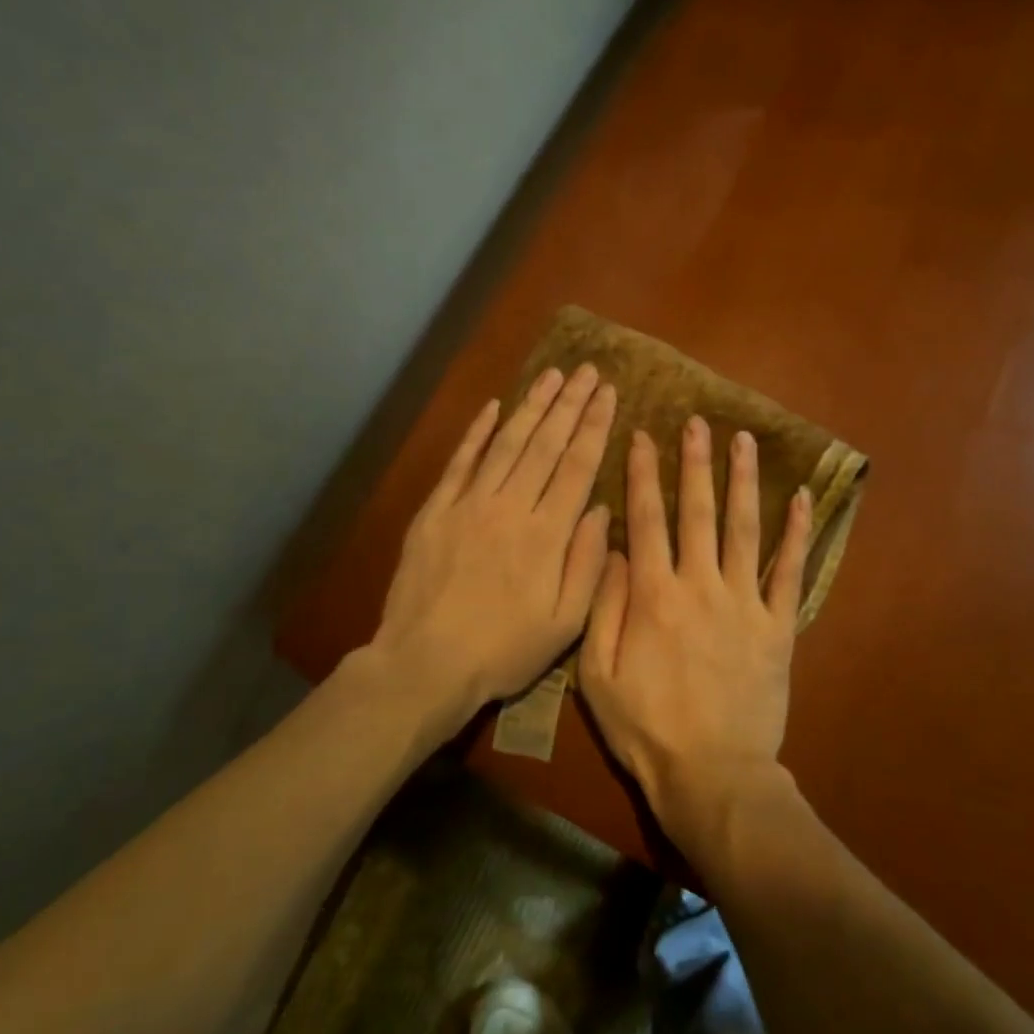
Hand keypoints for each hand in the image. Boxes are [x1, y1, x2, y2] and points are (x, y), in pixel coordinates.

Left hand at [371, 365, 615, 728]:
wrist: (425, 663)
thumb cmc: (503, 651)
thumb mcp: (564, 624)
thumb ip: (587, 564)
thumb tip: (601, 510)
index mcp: (546, 535)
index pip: (577, 466)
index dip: (594, 426)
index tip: (608, 393)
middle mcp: (510, 507)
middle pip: (545, 445)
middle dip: (569, 404)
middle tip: (586, 370)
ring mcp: (468, 504)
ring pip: (506, 443)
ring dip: (531, 407)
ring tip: (552, 375)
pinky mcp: (435, 511)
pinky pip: (460, 462)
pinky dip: (477, 432)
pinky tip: (493, 406)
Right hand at [580, 416, 811, 841]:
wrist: (713, 775)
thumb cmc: (647, 728)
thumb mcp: (599, 675)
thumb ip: (604, 607)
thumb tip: (613, 549)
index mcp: (653, 595)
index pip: (646, 520)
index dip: (644, 475)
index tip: (644, 436)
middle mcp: (700, 585)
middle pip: (697, 511)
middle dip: (695, 462)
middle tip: (698, 421)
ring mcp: (744, 603)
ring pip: (744, 528)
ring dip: (743, 481)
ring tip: (744, 440)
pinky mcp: (778, 625)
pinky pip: (789, 571)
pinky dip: (797, 533)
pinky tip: (803, 497)